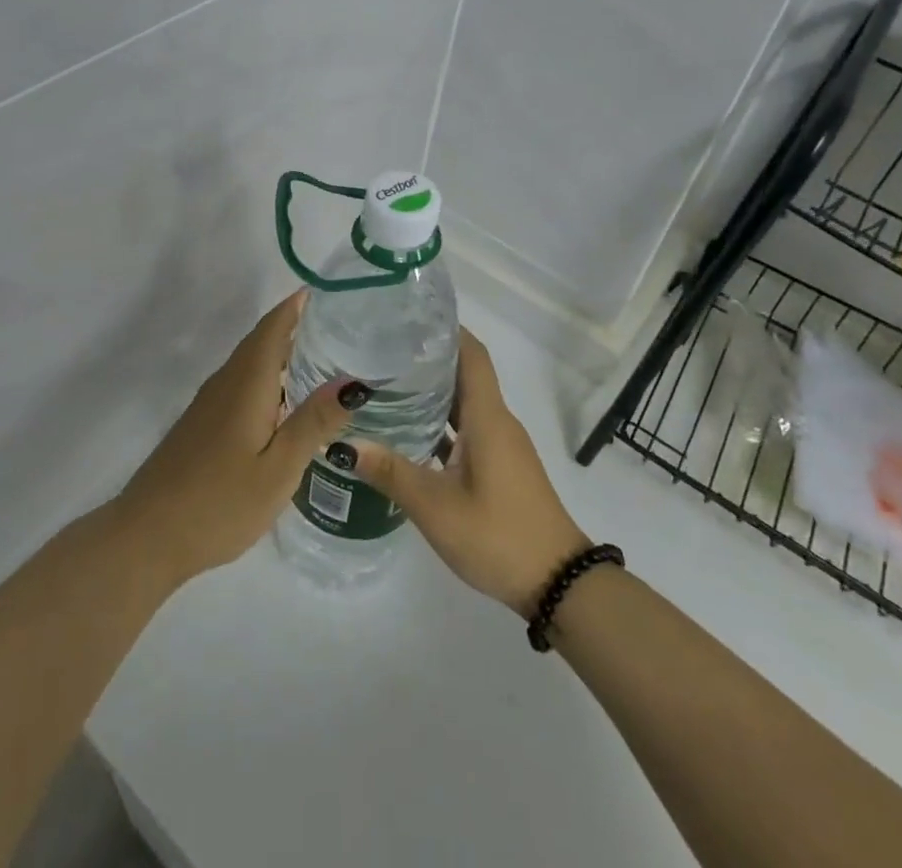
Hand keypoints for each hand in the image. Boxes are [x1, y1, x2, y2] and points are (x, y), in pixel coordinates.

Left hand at [115, 292, 361, 588]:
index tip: (331, 292)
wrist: (148, 536)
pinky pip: (242, 382)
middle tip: (341, 324)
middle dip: (296, 324)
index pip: (273, 327)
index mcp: (247, 384)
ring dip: (282, 350)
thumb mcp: (278, 469)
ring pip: (250, 362)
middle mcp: (226, 382)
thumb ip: (313, 423)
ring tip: (324, 356)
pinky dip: (268, 375)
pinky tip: (286, 400)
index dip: (298, 305)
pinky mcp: (203, 423)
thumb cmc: (219, 503)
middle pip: (262, 340)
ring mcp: (210, 403)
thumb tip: (353, 381)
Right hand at [348, 329, 589, 613]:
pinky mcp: (500, 466)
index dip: (445, 329)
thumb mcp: (436, 507)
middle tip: (380, 349)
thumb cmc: (498, 535)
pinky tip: (408, 432)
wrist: (559, 584)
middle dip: (426, 357)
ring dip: (431, 391)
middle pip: (464, 373)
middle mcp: (496, 421)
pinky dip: (441, 422)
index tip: (408, 316)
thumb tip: (342, 444)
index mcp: (487, 417)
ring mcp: (500, 445)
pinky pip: (467, 429)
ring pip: (464, 403)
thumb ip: (390, 472)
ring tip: (385, 384)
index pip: (471, 353)